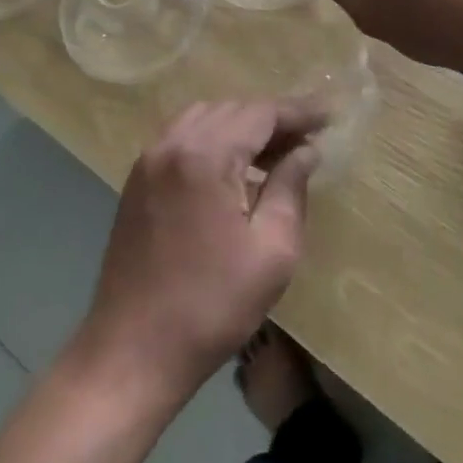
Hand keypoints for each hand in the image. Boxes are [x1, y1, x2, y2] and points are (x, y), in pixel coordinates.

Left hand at [76, 99, 325, 399]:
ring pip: (205, 119)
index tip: (330, 116)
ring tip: (275, 154)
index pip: (260, 113)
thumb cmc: (212, 306)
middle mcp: (171, 144)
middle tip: (308, 141)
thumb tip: (305, 152)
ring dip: (242, 128)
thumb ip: (291, 188)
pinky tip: (234, 170)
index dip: (298, 112)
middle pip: (231, 110)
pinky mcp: (137, 182)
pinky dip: (213, 140)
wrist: (131, 352)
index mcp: (204, 156)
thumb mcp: (273, 251)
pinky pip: (182, 139)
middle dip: (272, 120)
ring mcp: (148, 161)